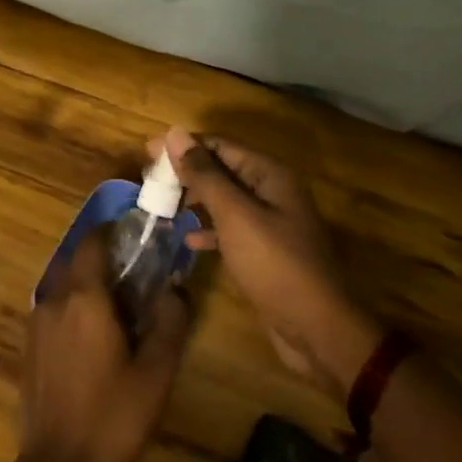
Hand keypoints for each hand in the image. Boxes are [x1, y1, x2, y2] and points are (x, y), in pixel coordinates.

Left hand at [20, 234, 192, 461]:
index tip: (135, 235)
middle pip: (76, 262)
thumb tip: (176, 287)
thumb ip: (170, 323)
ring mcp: (35, 325)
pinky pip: (54, 311)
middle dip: (103, 260)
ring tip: (118, 310)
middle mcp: (54, 301)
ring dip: (88, 286)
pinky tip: (93, 339)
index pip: (92, 243)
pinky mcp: (28, 348)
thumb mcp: (156, 373)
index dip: (112, 232)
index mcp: (84, 299)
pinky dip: (73, 309)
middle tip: (135, 276)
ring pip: (63, 287)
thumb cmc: (112, 416)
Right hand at [160, 127, 380, 397]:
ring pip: (225, 200)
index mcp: (269, 175)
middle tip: (149, 181)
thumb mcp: (235, 215)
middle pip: (222, 170)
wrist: (315, 328)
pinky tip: (188, 240)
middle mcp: (272, 192)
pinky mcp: (264, 251)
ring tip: (160, 206)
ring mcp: (270, 223)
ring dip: (195, 200)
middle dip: (187, 173)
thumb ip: (205, 175)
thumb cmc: (274, 264)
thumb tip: (175, 133)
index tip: (147, 152)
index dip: (184, 145)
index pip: (220, 145)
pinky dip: (209, 230)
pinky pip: (231, 230)